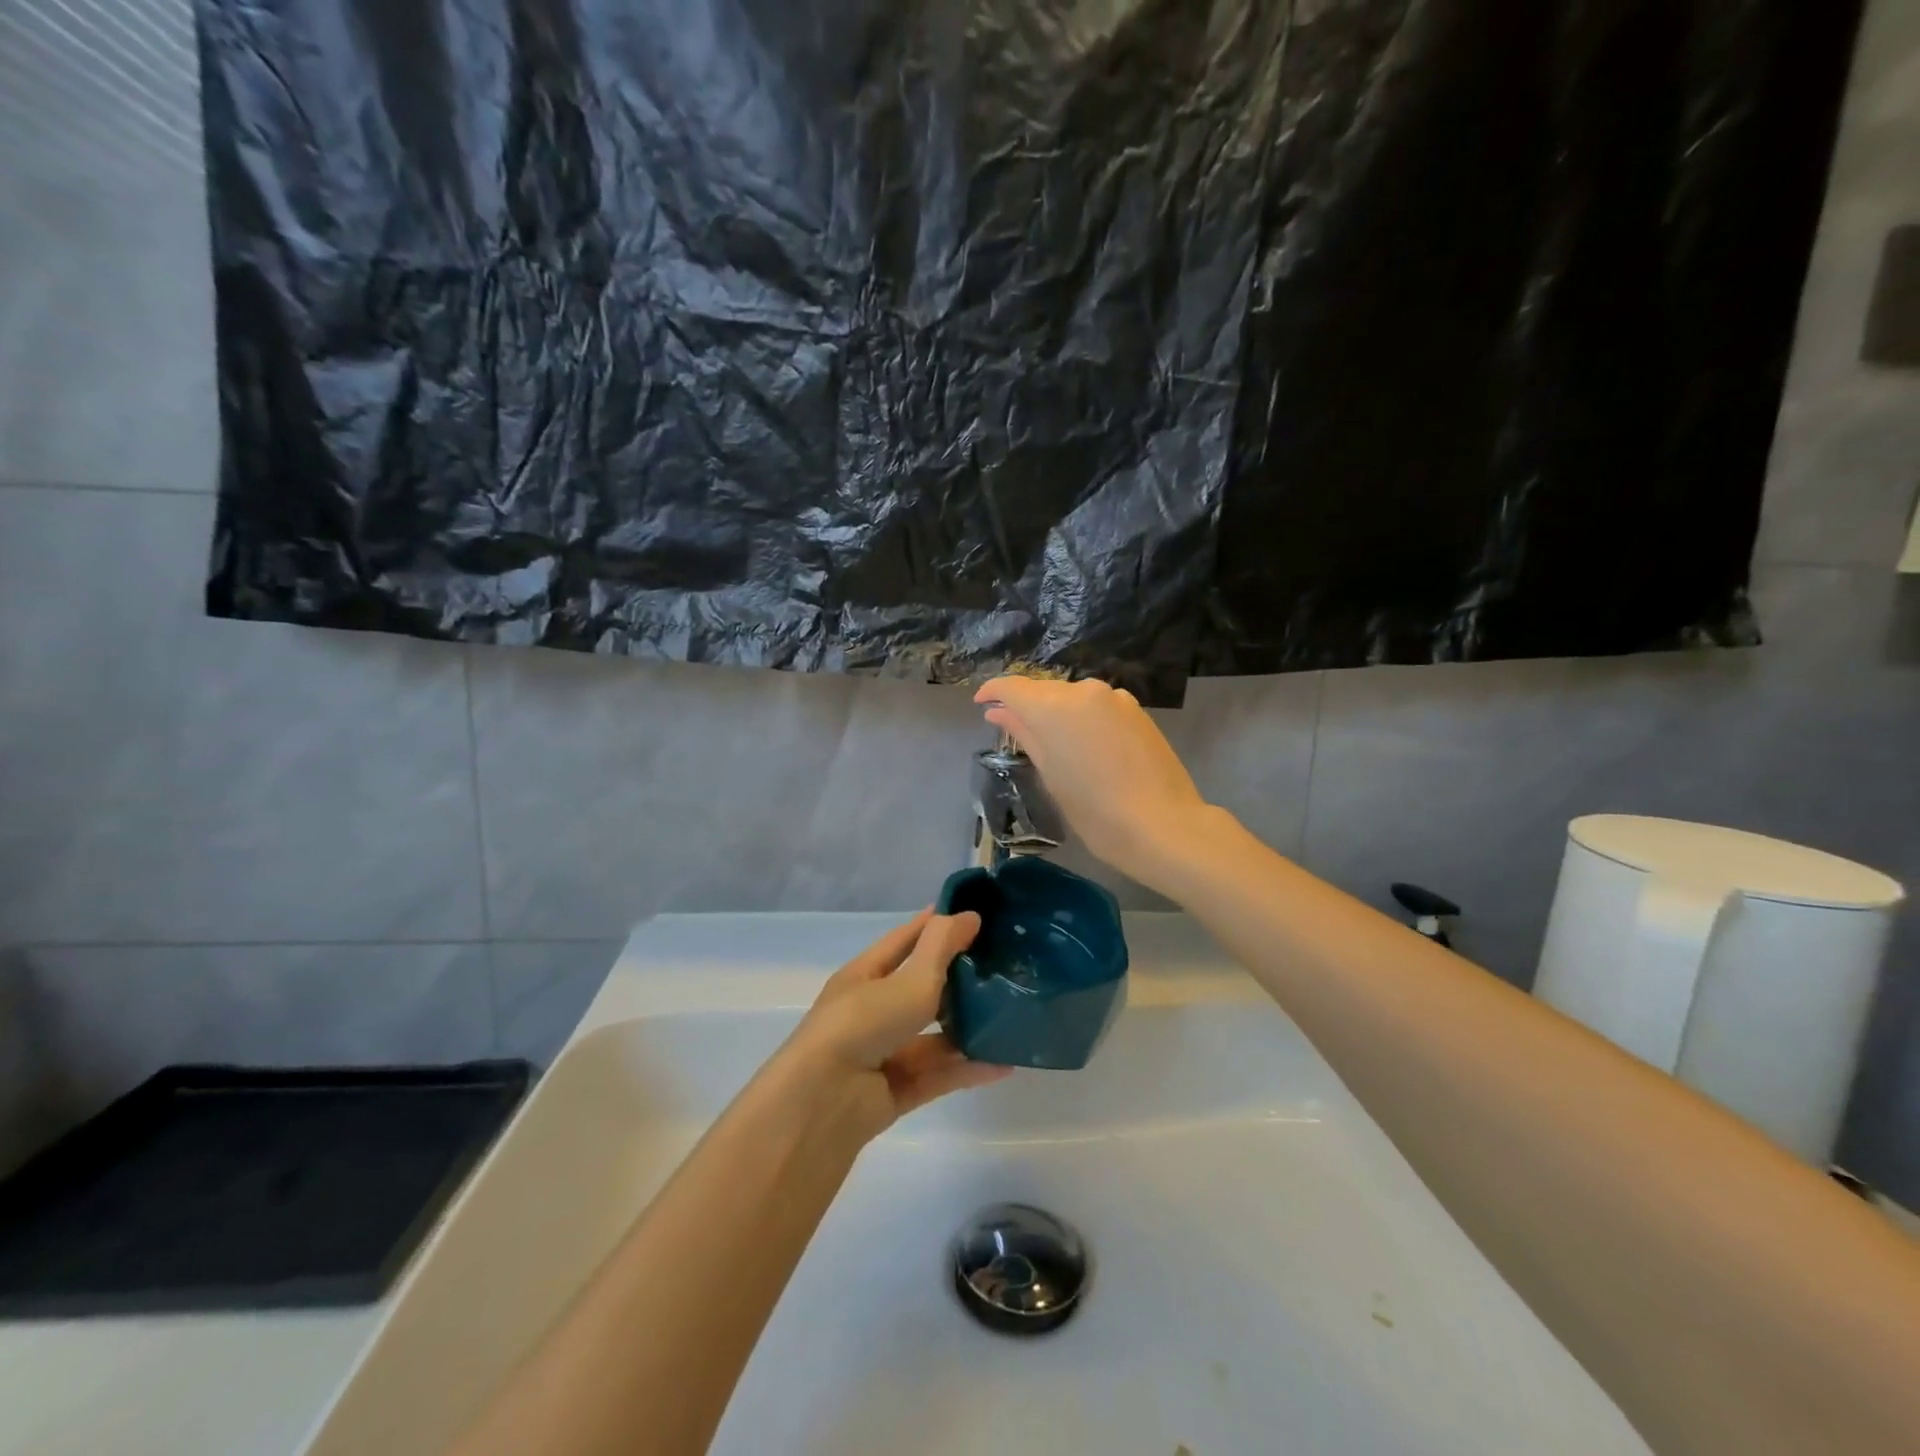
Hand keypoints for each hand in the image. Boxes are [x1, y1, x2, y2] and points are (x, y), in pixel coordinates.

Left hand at [778, 911, 1010, 1142]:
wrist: (824, 1101)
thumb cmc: (865, 1022)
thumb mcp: (910, 978)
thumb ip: (942, 946)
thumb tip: (970, 915)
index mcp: (865, 976)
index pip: (904, 941)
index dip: (934, 926)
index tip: (971, 915)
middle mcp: (871, 1012)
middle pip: (920, 989)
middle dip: (957, 979)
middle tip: (1002, 968)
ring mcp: (882, 1054)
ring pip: (932, 1037)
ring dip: (966, 1029)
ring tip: (1009, 1019)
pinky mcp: (894, 1092)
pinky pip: (938, 1074)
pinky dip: (967, 1069)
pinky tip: (1003, 1063)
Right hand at [974, 675, 1212, 889]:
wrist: (1164, 825)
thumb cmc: (1096, 811)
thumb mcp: (1051, 775)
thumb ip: (1024, 735)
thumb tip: (999, 712)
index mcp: (1054, 707)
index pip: (1013, 686)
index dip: (993, 692)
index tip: (981, 704)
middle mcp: (1084, 691)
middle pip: (1044, 689)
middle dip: (1026, 705)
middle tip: (1012, 730)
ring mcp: (1115, 698)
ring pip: (1072, 697)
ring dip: (1056, 712)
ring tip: (1050, 743)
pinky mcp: (1137, 710)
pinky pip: (1097, 706)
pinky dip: (1082, 718)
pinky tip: (1083, 746)